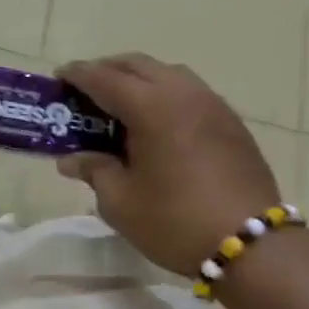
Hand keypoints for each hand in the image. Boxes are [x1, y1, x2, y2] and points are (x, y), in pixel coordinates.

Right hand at [58, 54, 282, 276]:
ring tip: (119, 105)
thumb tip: (71, 159)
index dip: (78, 75)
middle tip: (84, 90)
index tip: (59, 77)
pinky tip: (155, 123)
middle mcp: (184, 93)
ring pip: (168, 74)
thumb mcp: (121, 202)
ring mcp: (213, 104)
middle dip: (108, 70)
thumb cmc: (174, 222)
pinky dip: (164, 95)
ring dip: (139, 80)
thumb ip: (94, 171)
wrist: (250, 244)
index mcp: (152, 107)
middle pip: (138, 65)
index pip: (105, 79)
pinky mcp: (230, 122)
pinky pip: (189, 92)